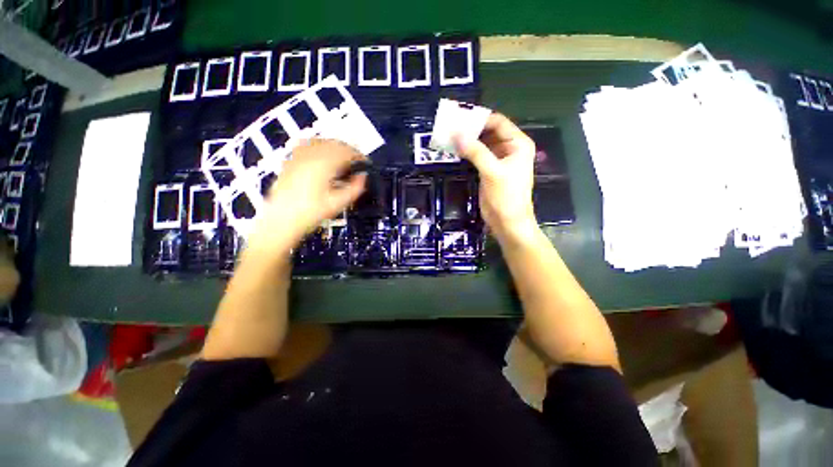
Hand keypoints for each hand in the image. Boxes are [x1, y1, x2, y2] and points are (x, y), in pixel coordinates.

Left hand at [247, 139, 366, 253]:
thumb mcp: (338, 203)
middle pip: (334, 143)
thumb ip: (354, 188)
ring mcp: (298, 156)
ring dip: (334, 146)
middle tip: (357, 162)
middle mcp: (311, 155)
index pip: (346, 152)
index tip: (366, 164)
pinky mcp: (290, 161)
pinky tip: (320, 154)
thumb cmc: (311, 213)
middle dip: (349, 150)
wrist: (281, 220)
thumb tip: (363, 177)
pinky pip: (306, 144)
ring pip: (320, 141)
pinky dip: (318, 146)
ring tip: (342, 158)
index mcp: (324, 165)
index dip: (359, 156)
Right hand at [455, 113, 537, 241]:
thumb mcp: (492, 171)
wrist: (507, 222)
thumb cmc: (506, 196)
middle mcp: (509, 148)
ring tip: (449, 137)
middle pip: (489, 132)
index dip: (479, 119)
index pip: (498, 123)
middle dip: (471, 130)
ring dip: (468, 141)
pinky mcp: (489, 170)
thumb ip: (475, 152)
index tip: (459, 118)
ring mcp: (498, 160)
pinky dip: (467, 153)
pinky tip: (455, 150)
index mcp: (517, 144)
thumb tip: (456, 134)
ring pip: (482, 144)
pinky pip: (477, 156)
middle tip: (450, 127)